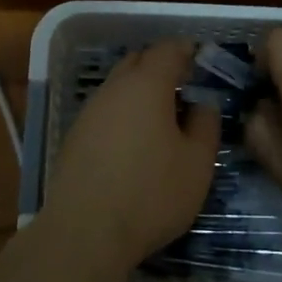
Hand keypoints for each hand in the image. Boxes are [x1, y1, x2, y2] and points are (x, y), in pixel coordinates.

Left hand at [40, 39, 219, 278]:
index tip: (200, 58)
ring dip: (140, 91)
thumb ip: (206, 125)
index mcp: (146, 85)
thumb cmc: (151, 193)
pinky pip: (105, 110)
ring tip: (161, 118)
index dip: (185, 50)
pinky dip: (123, 113)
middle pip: (138, 61)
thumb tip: (203, 103)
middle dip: (160, 66)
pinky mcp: (75, 136)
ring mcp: (90, 111)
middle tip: (183, 86)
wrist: (85, 231)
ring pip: (118, 86)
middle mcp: (114, 88)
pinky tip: (133, 142)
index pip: (167, 50)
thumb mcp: (197, 163)